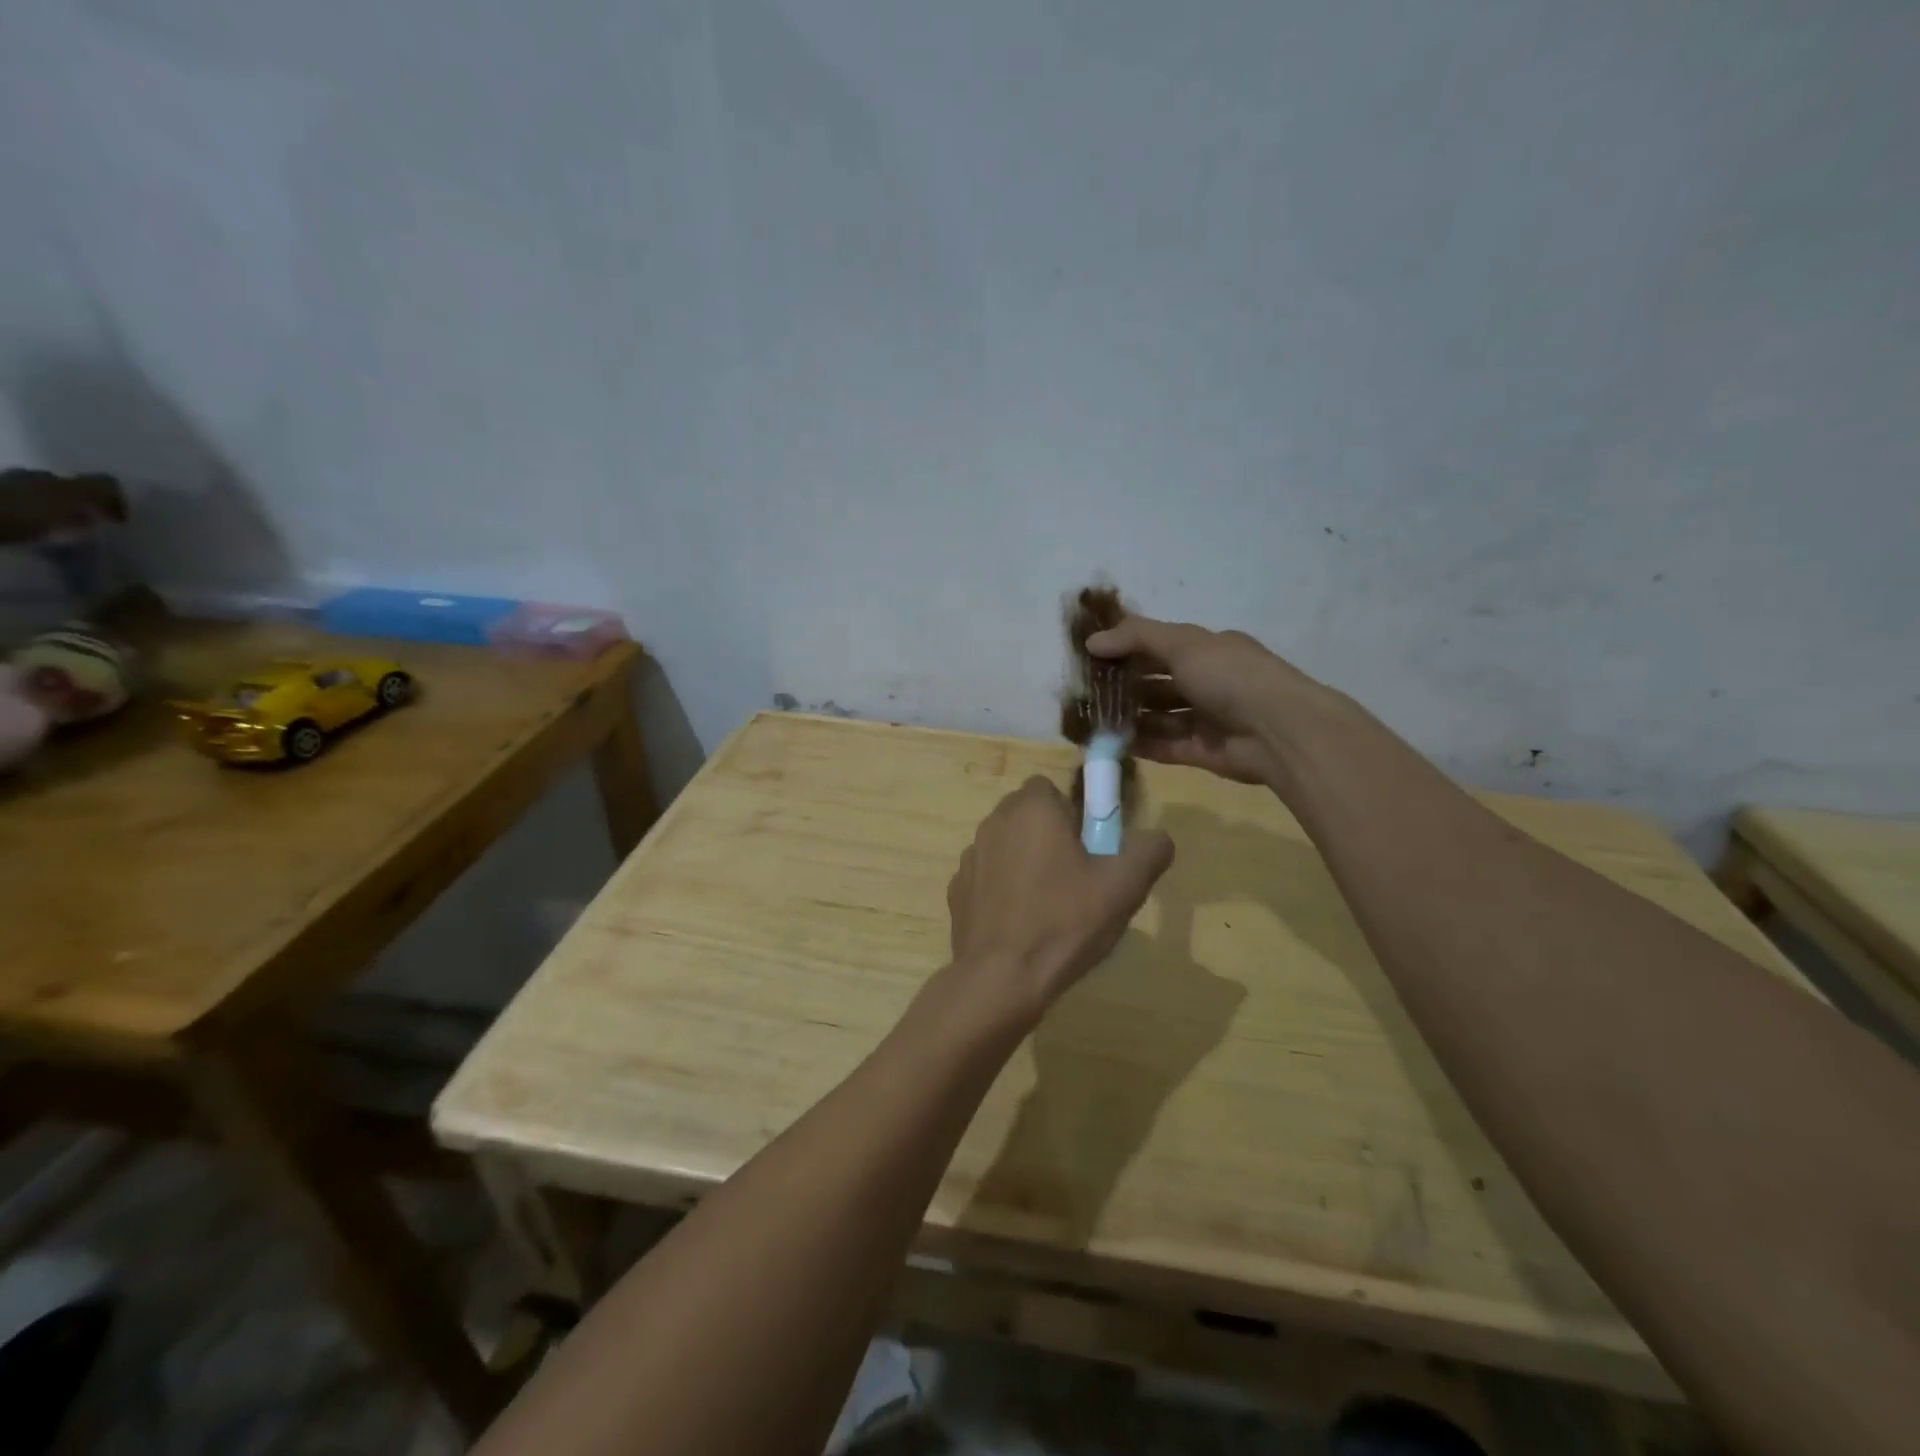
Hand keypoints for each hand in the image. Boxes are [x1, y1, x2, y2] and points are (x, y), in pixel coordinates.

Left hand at [945, 776, 1172, 1029]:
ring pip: (1009, 847)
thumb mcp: (1124, 887)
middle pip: (1030, 817)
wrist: (1000, 978)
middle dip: (1052, 838)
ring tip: (1052, 909)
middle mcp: (994, 821)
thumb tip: (1157, 837)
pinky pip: (990, 878)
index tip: (1091, 850)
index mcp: (1031, 808)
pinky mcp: (957, 889)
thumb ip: (1149, 851)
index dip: (1075, 815)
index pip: (1053, 789)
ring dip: (1027, 864)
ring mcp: (970, 856)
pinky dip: (1005, 892)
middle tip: (1078, 880)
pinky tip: (1023, 926)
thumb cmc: (1064, 922)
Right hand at [1087, 615, 1317, 784]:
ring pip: (1159, 716)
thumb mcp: (1183, 643)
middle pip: (1157, 683)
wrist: (1279, 731)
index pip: (1160, 646)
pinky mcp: (1203, 751)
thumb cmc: (1230, 676)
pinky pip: (1165, 746)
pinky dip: (1141, 744)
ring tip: (1092, 720)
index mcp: (1208, 650)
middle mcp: (1208, 682)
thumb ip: (1136, 638)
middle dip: (1124, 686)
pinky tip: (1111, 743)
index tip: (1092, 656)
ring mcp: (1206, 719)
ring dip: (1128, 717)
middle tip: (1086, 692)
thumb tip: (1092, 641)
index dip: (1127, 649)